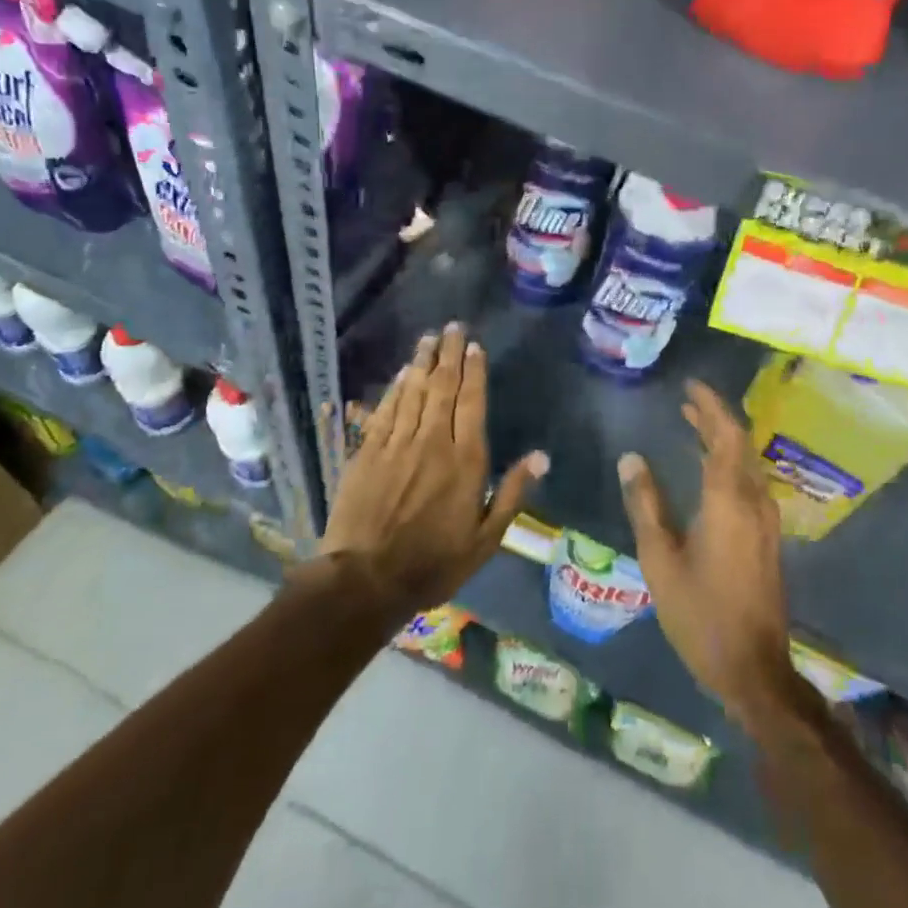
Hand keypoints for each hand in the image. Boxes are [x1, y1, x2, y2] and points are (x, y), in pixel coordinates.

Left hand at [318, 324, 547, 619]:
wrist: (365, 580)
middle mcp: (432, 441)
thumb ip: (513, 493)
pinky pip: (385, 410)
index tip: (475, 346)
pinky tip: (401, 374)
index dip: (475, 371)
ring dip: (422, 361)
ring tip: (429, 337)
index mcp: (465, 460)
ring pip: (413, 391)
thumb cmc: (434, 563)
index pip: (472, 402)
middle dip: (449, 354)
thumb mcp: (486, 539)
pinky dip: (395, 388)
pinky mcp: (367, 451)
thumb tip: (541, 456)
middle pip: (443, 386)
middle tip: (453, 326)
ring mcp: (397, 443)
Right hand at [618, 381, 801, 731]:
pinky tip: (710, 469)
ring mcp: (765, 520)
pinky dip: (730, 462)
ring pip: (747, 462)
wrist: (753, 668)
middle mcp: (754, 501)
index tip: (690, 386)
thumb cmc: (700, 613)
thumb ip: (646, 504)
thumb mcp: (660, 559)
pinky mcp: (767, 537)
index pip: (725, 435)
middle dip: (715, 418)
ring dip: (723, 439)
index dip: (711, 406)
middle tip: (687, 401)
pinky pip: (750, 481)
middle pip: (739, 444)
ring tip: (694, 425)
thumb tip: (631, 458)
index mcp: (728, 500)